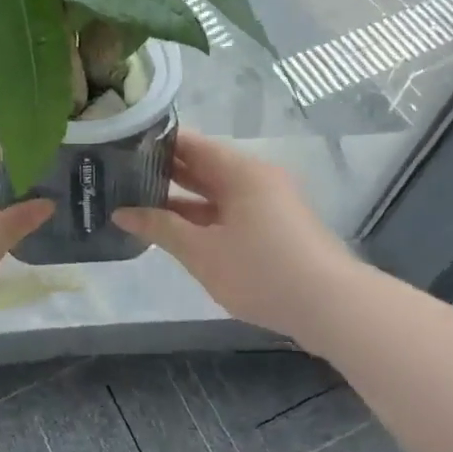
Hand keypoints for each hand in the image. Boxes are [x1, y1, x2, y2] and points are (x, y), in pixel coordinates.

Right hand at [114, 130, 353, 340]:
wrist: (332, 307)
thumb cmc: (261, 270)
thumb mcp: (202, 251)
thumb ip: (160, 228)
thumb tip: (121, 212)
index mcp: (240, 171)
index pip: (190, 144)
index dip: (155, 145)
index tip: (120, 150)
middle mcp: (255, 178)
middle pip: (203, 166)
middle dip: (164, 173)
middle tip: (120, 177)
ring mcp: (267, 203)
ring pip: (215, 193)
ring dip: (181, 200)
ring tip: (137, 203)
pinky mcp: (274, 228)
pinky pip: (228, 212)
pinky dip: (202, 218)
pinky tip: (174, 231)